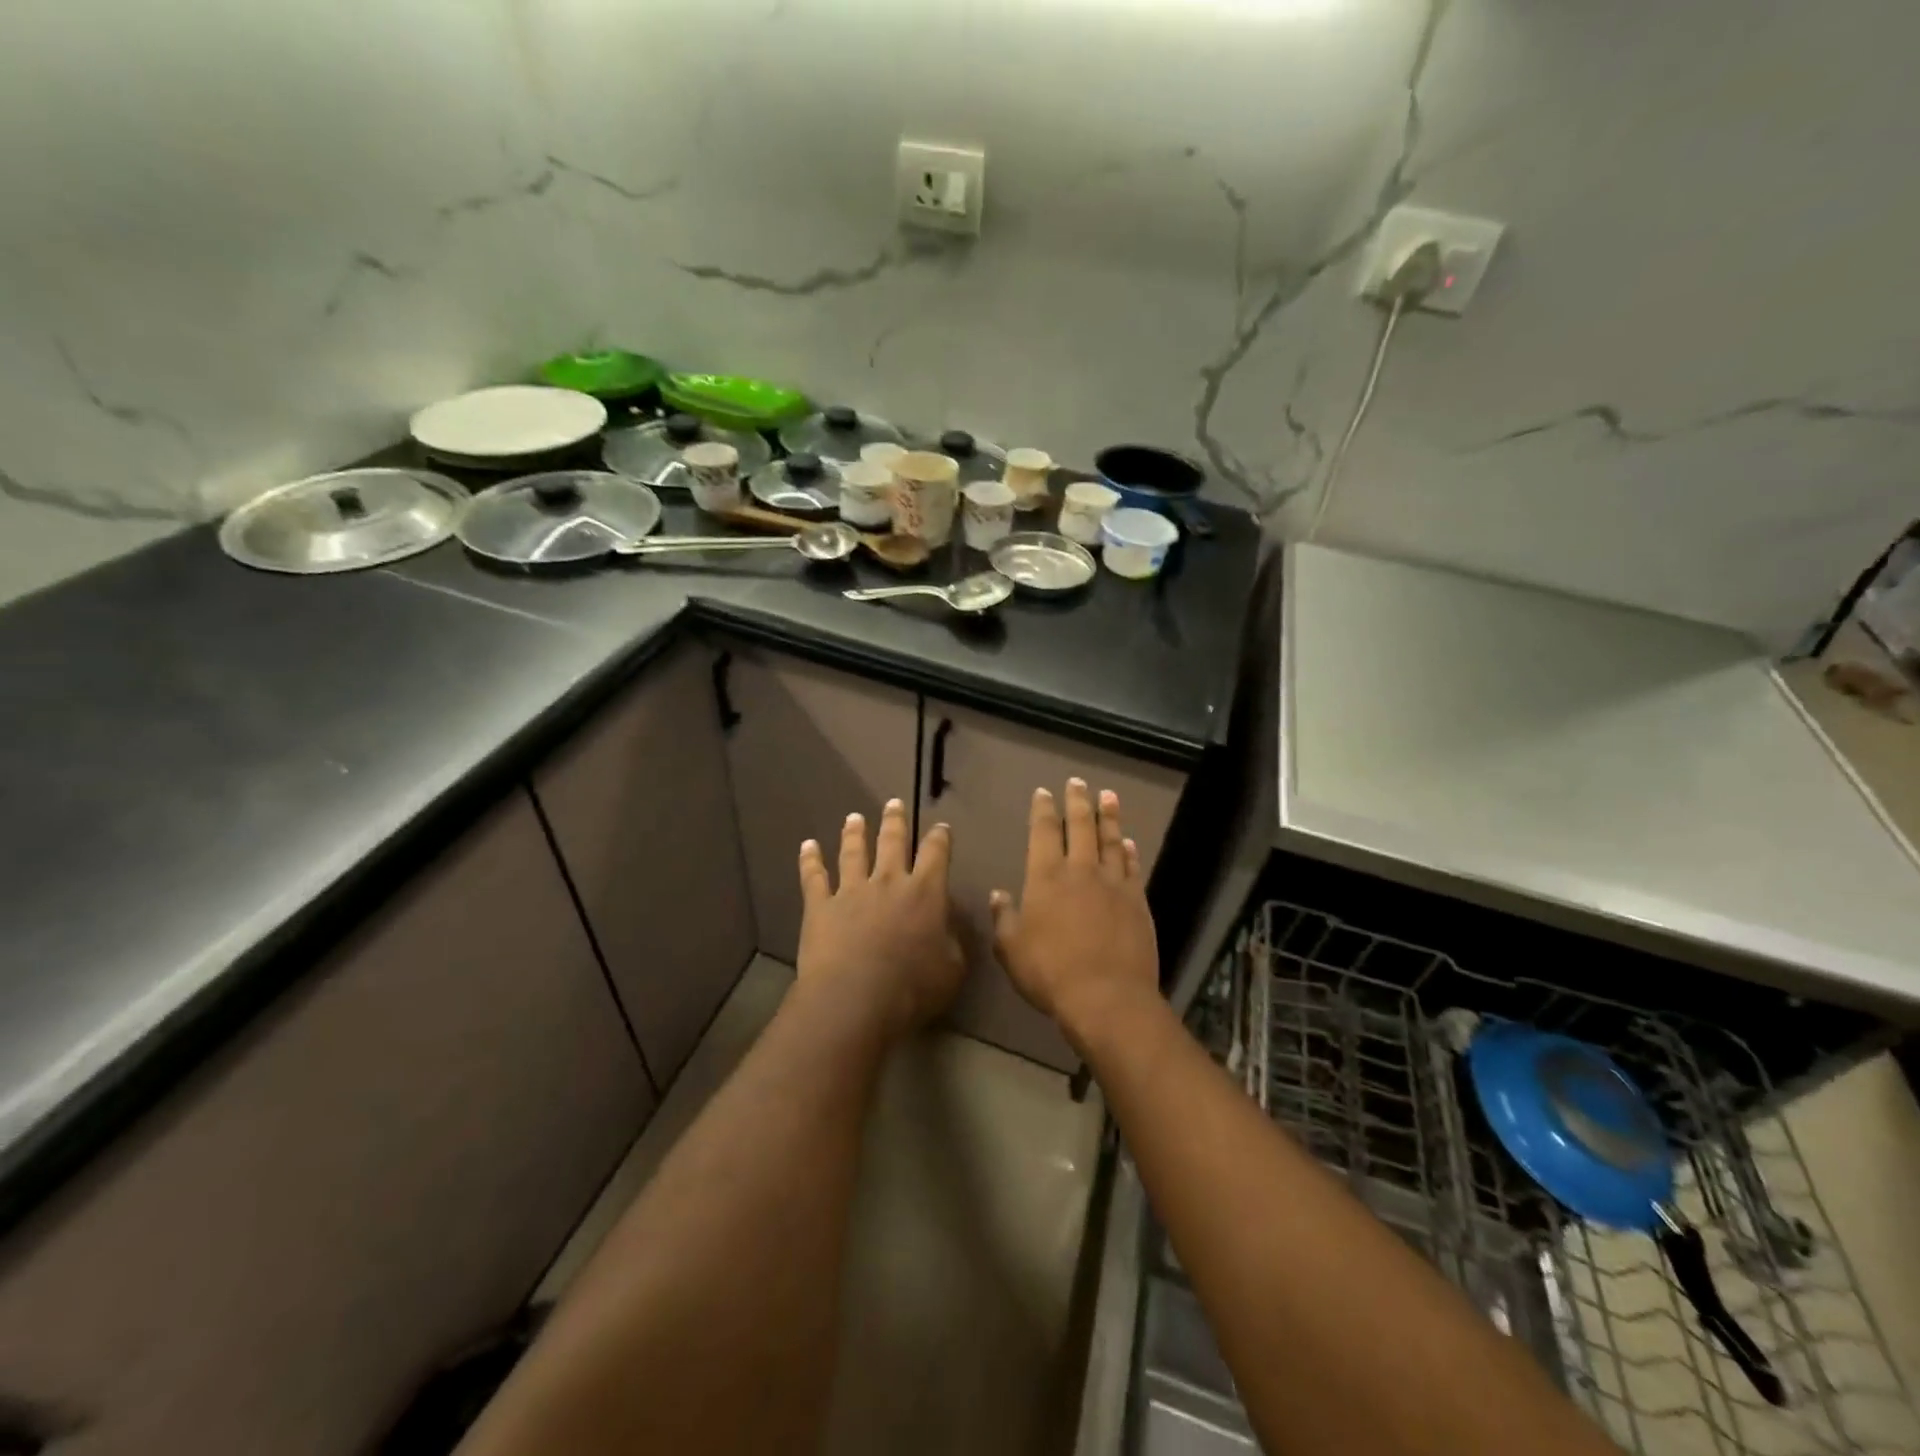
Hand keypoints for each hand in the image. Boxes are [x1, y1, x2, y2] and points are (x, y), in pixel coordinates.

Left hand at [796, 799, 964, 1038]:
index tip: (940, 827)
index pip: (936, 854)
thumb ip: (953, 941)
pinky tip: (807, 845)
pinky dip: (810, 860)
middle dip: (895, 821)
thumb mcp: (952, 969)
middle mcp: (888, 881)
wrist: (855, 998)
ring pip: (853, 852)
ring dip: (854, 833)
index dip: (940, 838)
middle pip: (892, 842)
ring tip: (854, 817)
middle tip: (893, 803)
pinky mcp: (820, 906)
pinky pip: (813, 877)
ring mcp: (851, 890)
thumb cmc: (912, 988)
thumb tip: (949, 923)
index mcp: (925, 893)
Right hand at [990, 780, 1158, 1049]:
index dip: (1043, 810)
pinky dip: (1129, 851)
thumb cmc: (1050, 972)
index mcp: (1046, 876)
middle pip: (1081, 826)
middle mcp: (1081, 870)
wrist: (1106, 997)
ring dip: (1108, 816)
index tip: (1044, 792)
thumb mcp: (1011, 949)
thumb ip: (1005, 918)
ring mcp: (1113, 884)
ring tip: (1108, 796)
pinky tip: (1128, 842)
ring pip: (1111, 840)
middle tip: (1078, 782)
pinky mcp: (1137, 901)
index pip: (1044, 832)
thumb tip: (999, 895)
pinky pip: (1132, 867)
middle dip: (1078, 801)